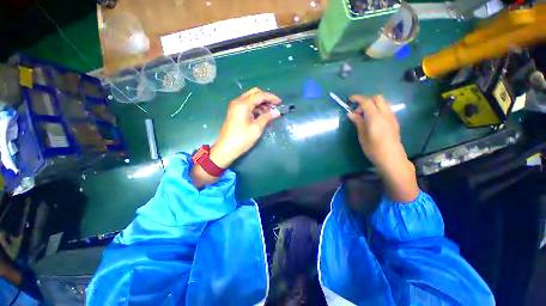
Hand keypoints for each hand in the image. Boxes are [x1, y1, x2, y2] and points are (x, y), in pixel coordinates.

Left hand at [210, 88, 280, 167]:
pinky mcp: (235, 112)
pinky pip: (247, 105)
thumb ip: (267, 117)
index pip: (260, 95)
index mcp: (243, 104)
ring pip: (251, 99)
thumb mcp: (257, 128)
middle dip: (265, 98)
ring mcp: (235, 107)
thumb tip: (277, 112)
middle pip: (254, 93)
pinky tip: (261, 114)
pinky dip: (255, 107)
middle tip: (274, 107)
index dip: (271, 97)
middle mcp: (238, 102)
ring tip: (270, 112)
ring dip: (261, 103)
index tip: (280, 103)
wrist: (226, 148)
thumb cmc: (242, 138)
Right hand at [347, 95, 418, 201]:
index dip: (357, 98)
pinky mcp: (394, 121)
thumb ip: (358, 122)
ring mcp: (391, 117)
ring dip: (372, 104)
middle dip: (366, 100)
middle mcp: (385, 114)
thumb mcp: (362, 136)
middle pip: (377, 98)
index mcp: (375, 117)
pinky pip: (386, 109)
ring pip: (383, 102)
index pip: (366, 101)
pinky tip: (372, 119)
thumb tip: (351, 113)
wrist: (392, 158)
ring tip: (364, 115)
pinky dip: (378, 109)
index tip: (349, 99)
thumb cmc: (373, 149)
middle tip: (358, 111)